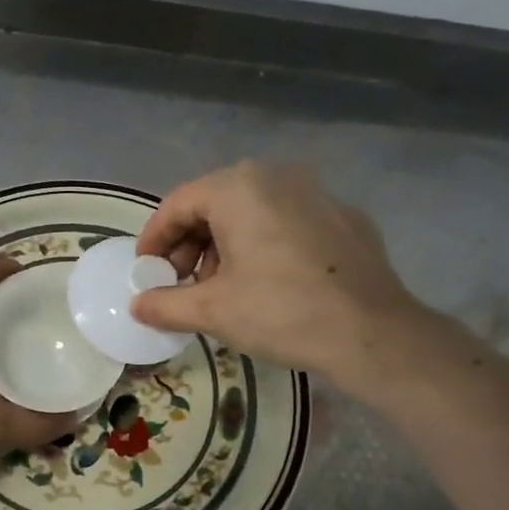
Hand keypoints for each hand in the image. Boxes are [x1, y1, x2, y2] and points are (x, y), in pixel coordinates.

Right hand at [132, 161, 427, 379]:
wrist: (371, 333)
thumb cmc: (280, 312)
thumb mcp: (212, 310)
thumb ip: (166, 303)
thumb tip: (137, 306)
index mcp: (239, 187)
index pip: (178, 204)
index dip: (154, 239)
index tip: (145, 272)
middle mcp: (278, 176)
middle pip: (215, 204)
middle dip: (190, 245)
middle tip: (180, 284)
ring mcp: (318, 193)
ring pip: (253, 212)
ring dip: (225, 246)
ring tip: (221, 289)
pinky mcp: (345, 218)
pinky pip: (288, 223)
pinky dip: (264, 245)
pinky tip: (267, 284)